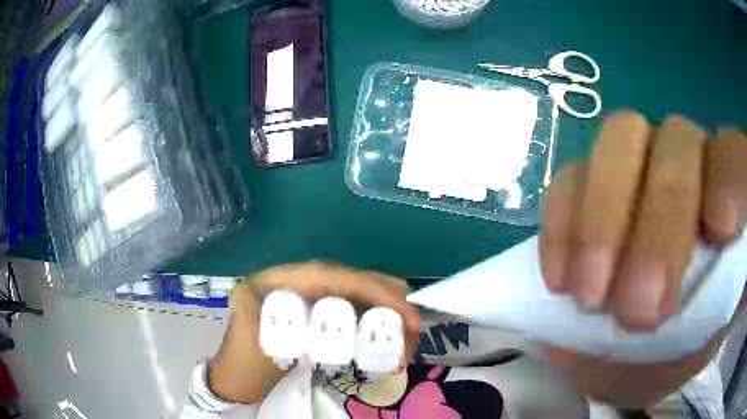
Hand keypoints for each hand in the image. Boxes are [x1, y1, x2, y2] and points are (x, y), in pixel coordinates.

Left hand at [208, 262, 422, 403]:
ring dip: (386, 313)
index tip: (406, 315)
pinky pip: (353, 311)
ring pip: (357, 295)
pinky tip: (388, 338)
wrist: (235, 379)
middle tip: (416, 326)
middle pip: (352, 280)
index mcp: (280, 279)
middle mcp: (298, 281)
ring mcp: (309, 298)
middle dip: (388, 299)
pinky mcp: (317, 315)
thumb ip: (279, 321)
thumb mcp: (252, 338)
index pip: (335, 275)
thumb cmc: (241, 360)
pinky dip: (375, 323)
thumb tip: (323, 309)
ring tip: (409, 338)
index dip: (374, 291)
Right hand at [539, 112, 746, 407]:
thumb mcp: (690, 349)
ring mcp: (636, 161)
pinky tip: (561, 280)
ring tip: (587, 299)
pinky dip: (563, 226)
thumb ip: (688, 330)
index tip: (717, 235)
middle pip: (676, 144)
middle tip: (634, 313)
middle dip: (658, 226)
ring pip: (619, 142)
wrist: (642, 337)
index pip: (733, 159)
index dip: (726, 183)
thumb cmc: (679, 341)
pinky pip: (569, 177)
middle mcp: (688, 161)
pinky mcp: (591, 177)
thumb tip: (660, 307)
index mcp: (729, 200)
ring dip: (602, 224)